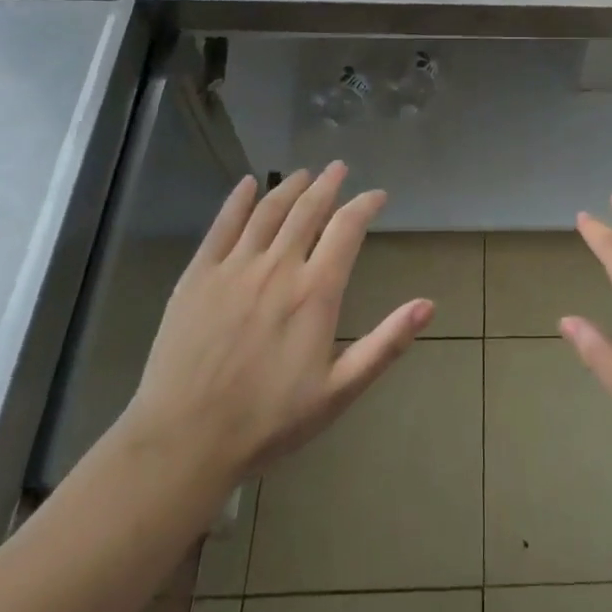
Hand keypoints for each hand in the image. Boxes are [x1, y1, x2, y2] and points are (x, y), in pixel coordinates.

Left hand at [110, 163, 431, 530]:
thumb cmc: (268, 421)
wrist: (184, 443)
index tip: (377, 195)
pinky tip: (248, 184)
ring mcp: (234, 268)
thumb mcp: (338, 391)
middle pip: (308, 209)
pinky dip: (238, 200)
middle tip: (339, 168)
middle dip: (328, 184)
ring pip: (268, 211)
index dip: (365, 205)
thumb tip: (428, 305)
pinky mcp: (198, 276)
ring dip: (290, 186)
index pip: (347, 228)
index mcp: (315, 292)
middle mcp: (278, 267)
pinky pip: (221, 226)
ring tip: (304, 173)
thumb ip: (385, 344)